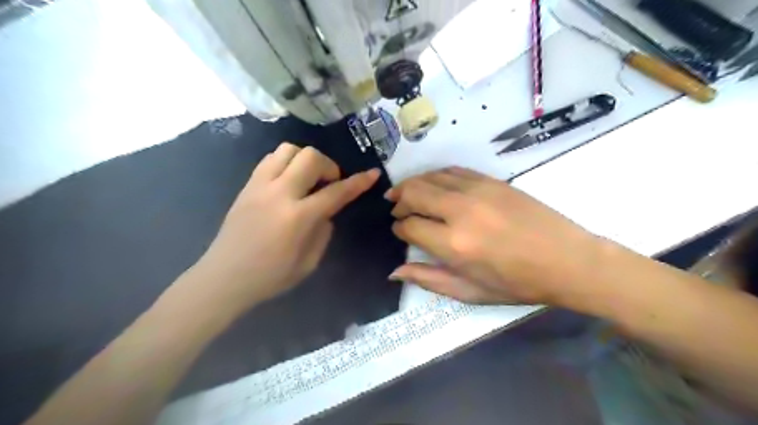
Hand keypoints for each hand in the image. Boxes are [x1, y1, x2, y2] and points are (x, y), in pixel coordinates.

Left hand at [189, 143, 377, 311]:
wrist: (224, 278)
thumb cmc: (270, 277)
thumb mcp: (309, 262)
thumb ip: (323, 231)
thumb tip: (326, 212)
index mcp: (298, 218)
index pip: (336, 192)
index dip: (358, 182)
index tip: (373, 174)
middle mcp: (279, 194)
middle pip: (310, 157)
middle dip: (329, 166)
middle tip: (329, 183)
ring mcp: (259, 186)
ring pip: (288, 150)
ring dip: (306, 160)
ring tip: (308, 179)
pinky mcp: (247, 186)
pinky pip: (270, 159)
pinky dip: (286, 163)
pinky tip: (288, 181)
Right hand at [387, 166, 601, 307]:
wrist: (567, 260)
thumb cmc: (517, 284)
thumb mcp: (470, 292)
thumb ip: (428, 279)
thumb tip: (394, 271)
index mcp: (454, 245)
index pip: (409, 226)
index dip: (399, 228)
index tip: (399, 231)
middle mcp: (460, 211)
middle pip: (413, 193)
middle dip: (398, 200)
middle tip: (395, 209)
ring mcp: (477, 190)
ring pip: (430, 177)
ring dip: (412, 184)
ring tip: (405, 193)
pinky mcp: (491, 180)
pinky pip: (452, 170)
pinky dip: (436, 175)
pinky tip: (433, 184)